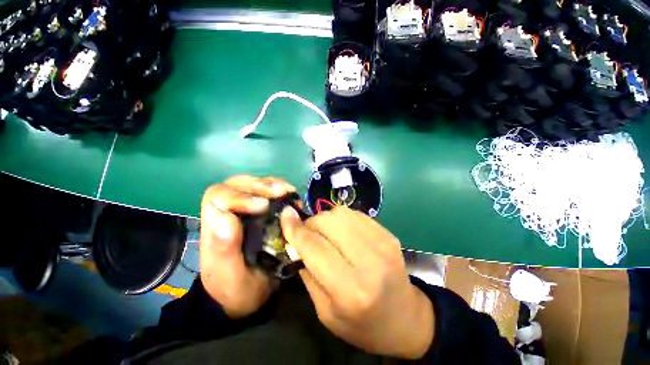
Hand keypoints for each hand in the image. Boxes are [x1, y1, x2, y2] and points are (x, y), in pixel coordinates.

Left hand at [200, 175, 296, 317]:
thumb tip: (226, 218)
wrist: (249, 296)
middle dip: (260, 185)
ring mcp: (245, 210)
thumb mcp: (230, 279)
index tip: (263, 206)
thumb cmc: (238, 289)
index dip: (239, 196)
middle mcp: (228, 213)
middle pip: (236, 184)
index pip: (218, 197)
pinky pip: (268, 192)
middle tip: (281, 192)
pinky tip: (291, 196)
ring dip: (272, 185)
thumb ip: (224, 252)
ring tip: (289, 191)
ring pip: (253, 184)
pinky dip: (280, 190)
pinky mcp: (261, 212)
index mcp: (215, 228)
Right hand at [280, 206, 434, 358]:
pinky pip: (356, 214)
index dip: (295, 229)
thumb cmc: (362, 324)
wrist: (405, 318)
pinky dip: (342, 219)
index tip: (285, 216)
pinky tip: (343, 232)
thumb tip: (295, 240)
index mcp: (351, 290)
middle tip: (308, 234)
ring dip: (326, 219)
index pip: (315, 247)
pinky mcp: (388, 234)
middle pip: (329, 222)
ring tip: (325, 233)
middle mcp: (369, 261)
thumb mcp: (325, 312)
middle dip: (311, 223)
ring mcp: (382, 243)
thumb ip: (308, 272)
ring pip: (342, 213)